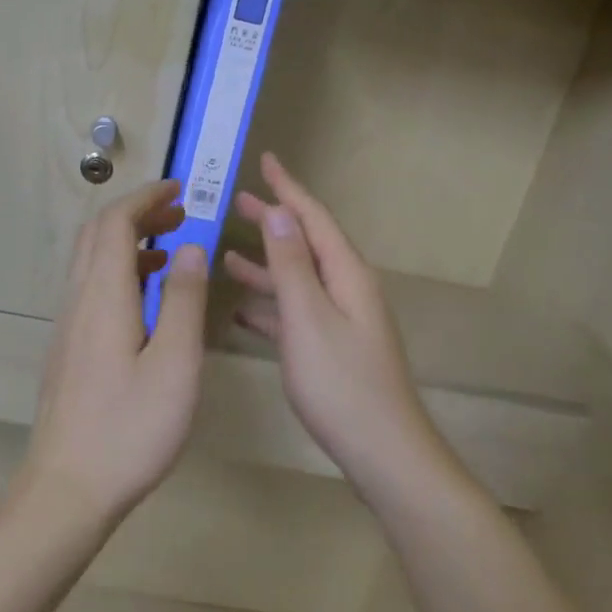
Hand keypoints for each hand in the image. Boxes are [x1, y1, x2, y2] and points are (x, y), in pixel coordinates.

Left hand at [23, 179, 208, 520]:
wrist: (67, 487)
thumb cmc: (130, 428)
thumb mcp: (175, 364)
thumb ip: (183, 299)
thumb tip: (190, 246)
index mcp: (103, 296)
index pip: (116, 223)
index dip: (146, 198)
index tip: (179, 190)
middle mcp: (78, 300)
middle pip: (97, 234)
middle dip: (136, 213)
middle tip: (178, 214)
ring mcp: (67, 325)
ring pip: (90, 260)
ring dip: (127, 242)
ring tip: (169, 250)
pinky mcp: (67, 348)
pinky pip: (89, 288)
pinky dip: (118, 271)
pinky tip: (145, 300)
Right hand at [227, 153, 452, 498]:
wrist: (384, 452)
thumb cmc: (342, 384)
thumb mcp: (309, 318)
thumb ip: (291, 266)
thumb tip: (278, 213)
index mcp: (346, 274)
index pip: (312, 218)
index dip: (288, 189)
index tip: (266, 160)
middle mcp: (347, 289)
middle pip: (305, 244)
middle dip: (273, 221)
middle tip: (237, 201)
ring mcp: (341, 320)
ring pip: (298, 280)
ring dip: (265, 265)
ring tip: (228, 254)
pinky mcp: (332, 348)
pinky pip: (297, 314)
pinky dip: (270, 306)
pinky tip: (243, 312)